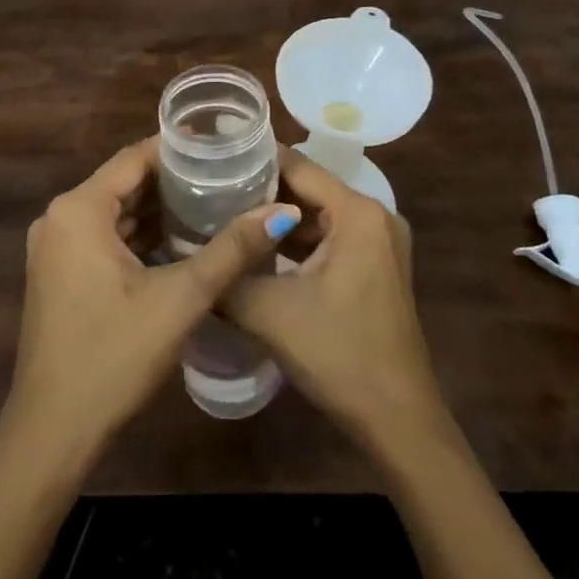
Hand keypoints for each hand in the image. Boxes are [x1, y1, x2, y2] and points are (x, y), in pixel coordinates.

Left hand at [6, 137, 297, 467]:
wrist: (54, 432)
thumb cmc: (114, 355)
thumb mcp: (180, 298)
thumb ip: (232, 250)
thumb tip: (281, 211)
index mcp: (78, 209)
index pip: (135, 158)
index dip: (180, 149)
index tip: (224, 146)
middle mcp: (60, 218)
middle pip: (125, 183)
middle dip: (175, 180)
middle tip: (229, 175)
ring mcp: (56, 248)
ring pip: (116, 212)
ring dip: (159, 211)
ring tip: (215, 202)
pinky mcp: (61, 275)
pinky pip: (105, 238)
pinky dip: (140, 236)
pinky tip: (182, 242)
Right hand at [225, 147, 446, 457]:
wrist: (397, 419)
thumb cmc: (337, 353)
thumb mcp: (269, 311)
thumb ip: (226, 273)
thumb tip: (181, 250)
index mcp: (357, 212)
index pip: (297, 166)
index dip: (253, 160)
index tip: (211, 159)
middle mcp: (375, 215)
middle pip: (308, 187)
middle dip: (261, 190)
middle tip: (209, 189)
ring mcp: (379, 241)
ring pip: (318, 213)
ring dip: (277, 217)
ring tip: (225, 214)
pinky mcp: (376, 265)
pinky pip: (331, 236)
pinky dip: (297, 240)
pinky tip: (258, 248)